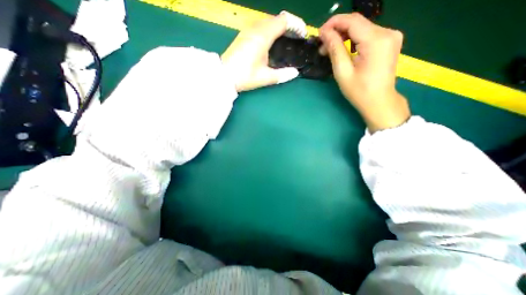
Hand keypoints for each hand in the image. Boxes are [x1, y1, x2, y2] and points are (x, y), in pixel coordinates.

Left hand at [220, 13, 296, 90]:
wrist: (224, 76)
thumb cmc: (245, 76)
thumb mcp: (265, 77)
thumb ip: (282, 75)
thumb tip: (295, 73)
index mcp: (263, 36)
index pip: (284, 20)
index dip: (296, 24)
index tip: (302, 34)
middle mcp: (255, 28)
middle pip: (276, 19)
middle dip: (289, 26)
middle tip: (295, 38)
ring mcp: (247, 30)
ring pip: (267, 21)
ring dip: (278, 27)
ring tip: (285, 40)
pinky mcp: (243, 35)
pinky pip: (260, 26)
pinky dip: (269, 30)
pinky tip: (271, 42)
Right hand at [321, 13, 410, 131]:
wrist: (379, 102)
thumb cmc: (359, 91)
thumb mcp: (343, 72)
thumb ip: (335, 49)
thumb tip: (325, 34)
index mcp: (376, 40)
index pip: (352, 20)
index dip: (333, 23)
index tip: (319, 33)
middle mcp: (388, 32)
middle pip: (358, 23)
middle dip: (337, 31)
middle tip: (322, 46)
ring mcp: (391, 36)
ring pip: (362, 28)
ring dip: (344, 36)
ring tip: (330, 50)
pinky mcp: (389, 42)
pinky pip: (368, 35)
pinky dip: (354, 40)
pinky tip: (344, 49)